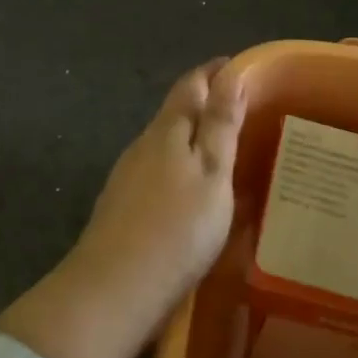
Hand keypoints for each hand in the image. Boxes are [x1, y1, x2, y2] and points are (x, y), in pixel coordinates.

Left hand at [0, 60, 245, 357]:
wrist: (113, 290)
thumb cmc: (176, 229)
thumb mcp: (212, 173)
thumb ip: (220, 124)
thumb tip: (231, 74)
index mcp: (167, 130)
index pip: (192, 84)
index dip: (216, 72)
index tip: (242, 68)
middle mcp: (143, 145)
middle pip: (176, 112)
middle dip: (206, 104)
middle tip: (243, 111)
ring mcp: (127, 176)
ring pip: (165, 144)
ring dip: (193, 139)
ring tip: (226, 151)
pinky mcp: (122, 206)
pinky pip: (158, 172)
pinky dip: (181, 168)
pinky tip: (193, 191)